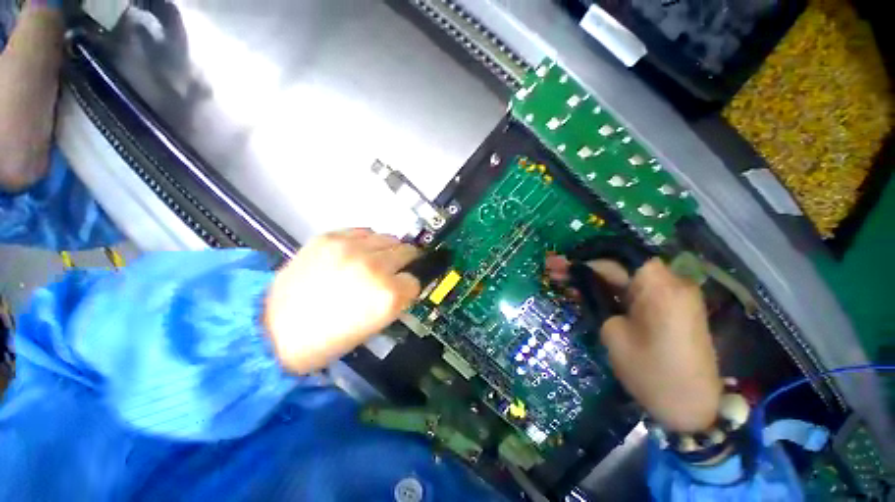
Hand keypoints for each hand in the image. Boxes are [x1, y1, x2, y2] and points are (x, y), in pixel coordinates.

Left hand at [264, 229, 421, 373]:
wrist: (273, 329)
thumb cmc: (327, 339)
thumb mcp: (373, 327)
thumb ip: (395, 300)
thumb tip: (405, 282)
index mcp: (387, 297)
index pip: (415, 281)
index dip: (410, 286)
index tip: (404, 286)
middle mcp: (375, 268)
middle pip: (407, 252)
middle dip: (406, 262)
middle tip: (397, 269)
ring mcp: (352, 249)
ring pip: (389, 238)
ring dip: (389, 249)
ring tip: (376, 259)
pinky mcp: (331, 238)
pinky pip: (364, 231)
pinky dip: (367, 241)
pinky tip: (359, 252)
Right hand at [547, 255, 721, 432]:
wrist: (694, 408)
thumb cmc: (652, 373)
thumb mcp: (614, 334)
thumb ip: (598, 301)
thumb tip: (582, 283)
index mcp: (660, 287)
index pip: (616, 259)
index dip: (584, 259)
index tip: (558, 264)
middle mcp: (672, 282)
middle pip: (621, 265)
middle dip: (586, 267)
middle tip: (554, 269)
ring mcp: (673, 295)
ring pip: (626, 276)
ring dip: (596, 278)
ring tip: (564, 280)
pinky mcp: (670, 307)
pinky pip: (636, 290)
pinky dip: (611, 289)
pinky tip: (587, 291)